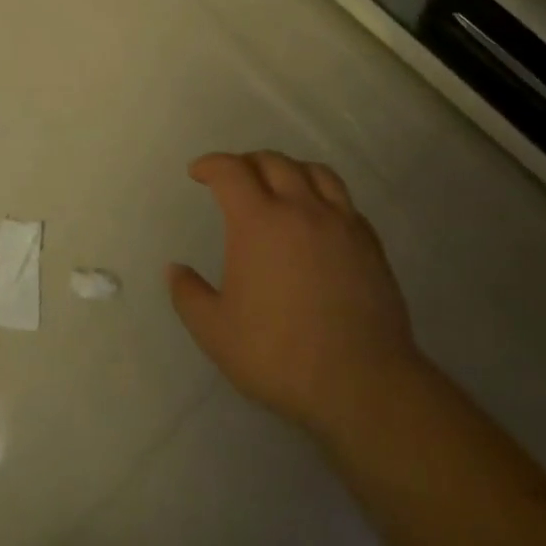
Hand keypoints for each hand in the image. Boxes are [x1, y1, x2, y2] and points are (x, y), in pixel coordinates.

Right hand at [168, 152, 420, 438]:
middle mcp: (300, 209)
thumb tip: (175, 270)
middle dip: (247, 162)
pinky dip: (323, 196)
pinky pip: (345, 201)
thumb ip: (189, 296)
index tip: (198, 172)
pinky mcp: (370, 244)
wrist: (362, 384)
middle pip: (273, 162)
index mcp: (259, 221)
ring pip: (315, 172)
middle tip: (234, 178)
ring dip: (289, 169)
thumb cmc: (280, 355)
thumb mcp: (216, 333)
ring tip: (279, 185)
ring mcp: (341, 223)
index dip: (211, 165)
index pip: (231, 171)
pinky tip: (318, 218)